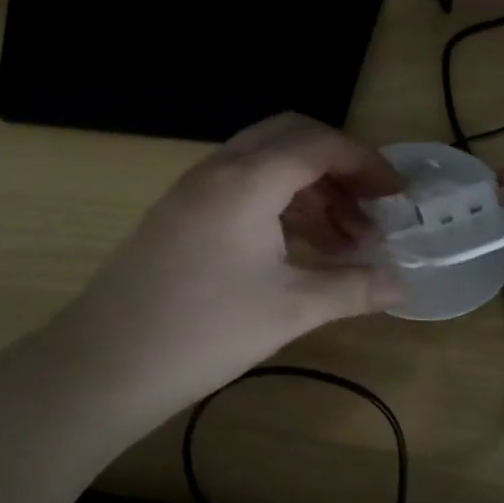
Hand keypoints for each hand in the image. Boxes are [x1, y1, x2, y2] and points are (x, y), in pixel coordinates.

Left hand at [47, 114, 404, 424]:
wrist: (102, 366)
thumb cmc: (204, 332)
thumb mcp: (289, 310)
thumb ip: (352, 288)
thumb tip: (400, 284)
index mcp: (248, 179)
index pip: (320, 144)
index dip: (367, 163)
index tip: (397, 196)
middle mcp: (220, 168)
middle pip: (292, 136)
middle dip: (338, 164)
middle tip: (370, 205)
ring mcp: (195, 188)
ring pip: (266, 160)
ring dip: (309, 186)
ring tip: (343, 238)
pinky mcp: (181, 211)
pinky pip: (242, 184)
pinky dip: (279, 201)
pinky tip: (299, 246)